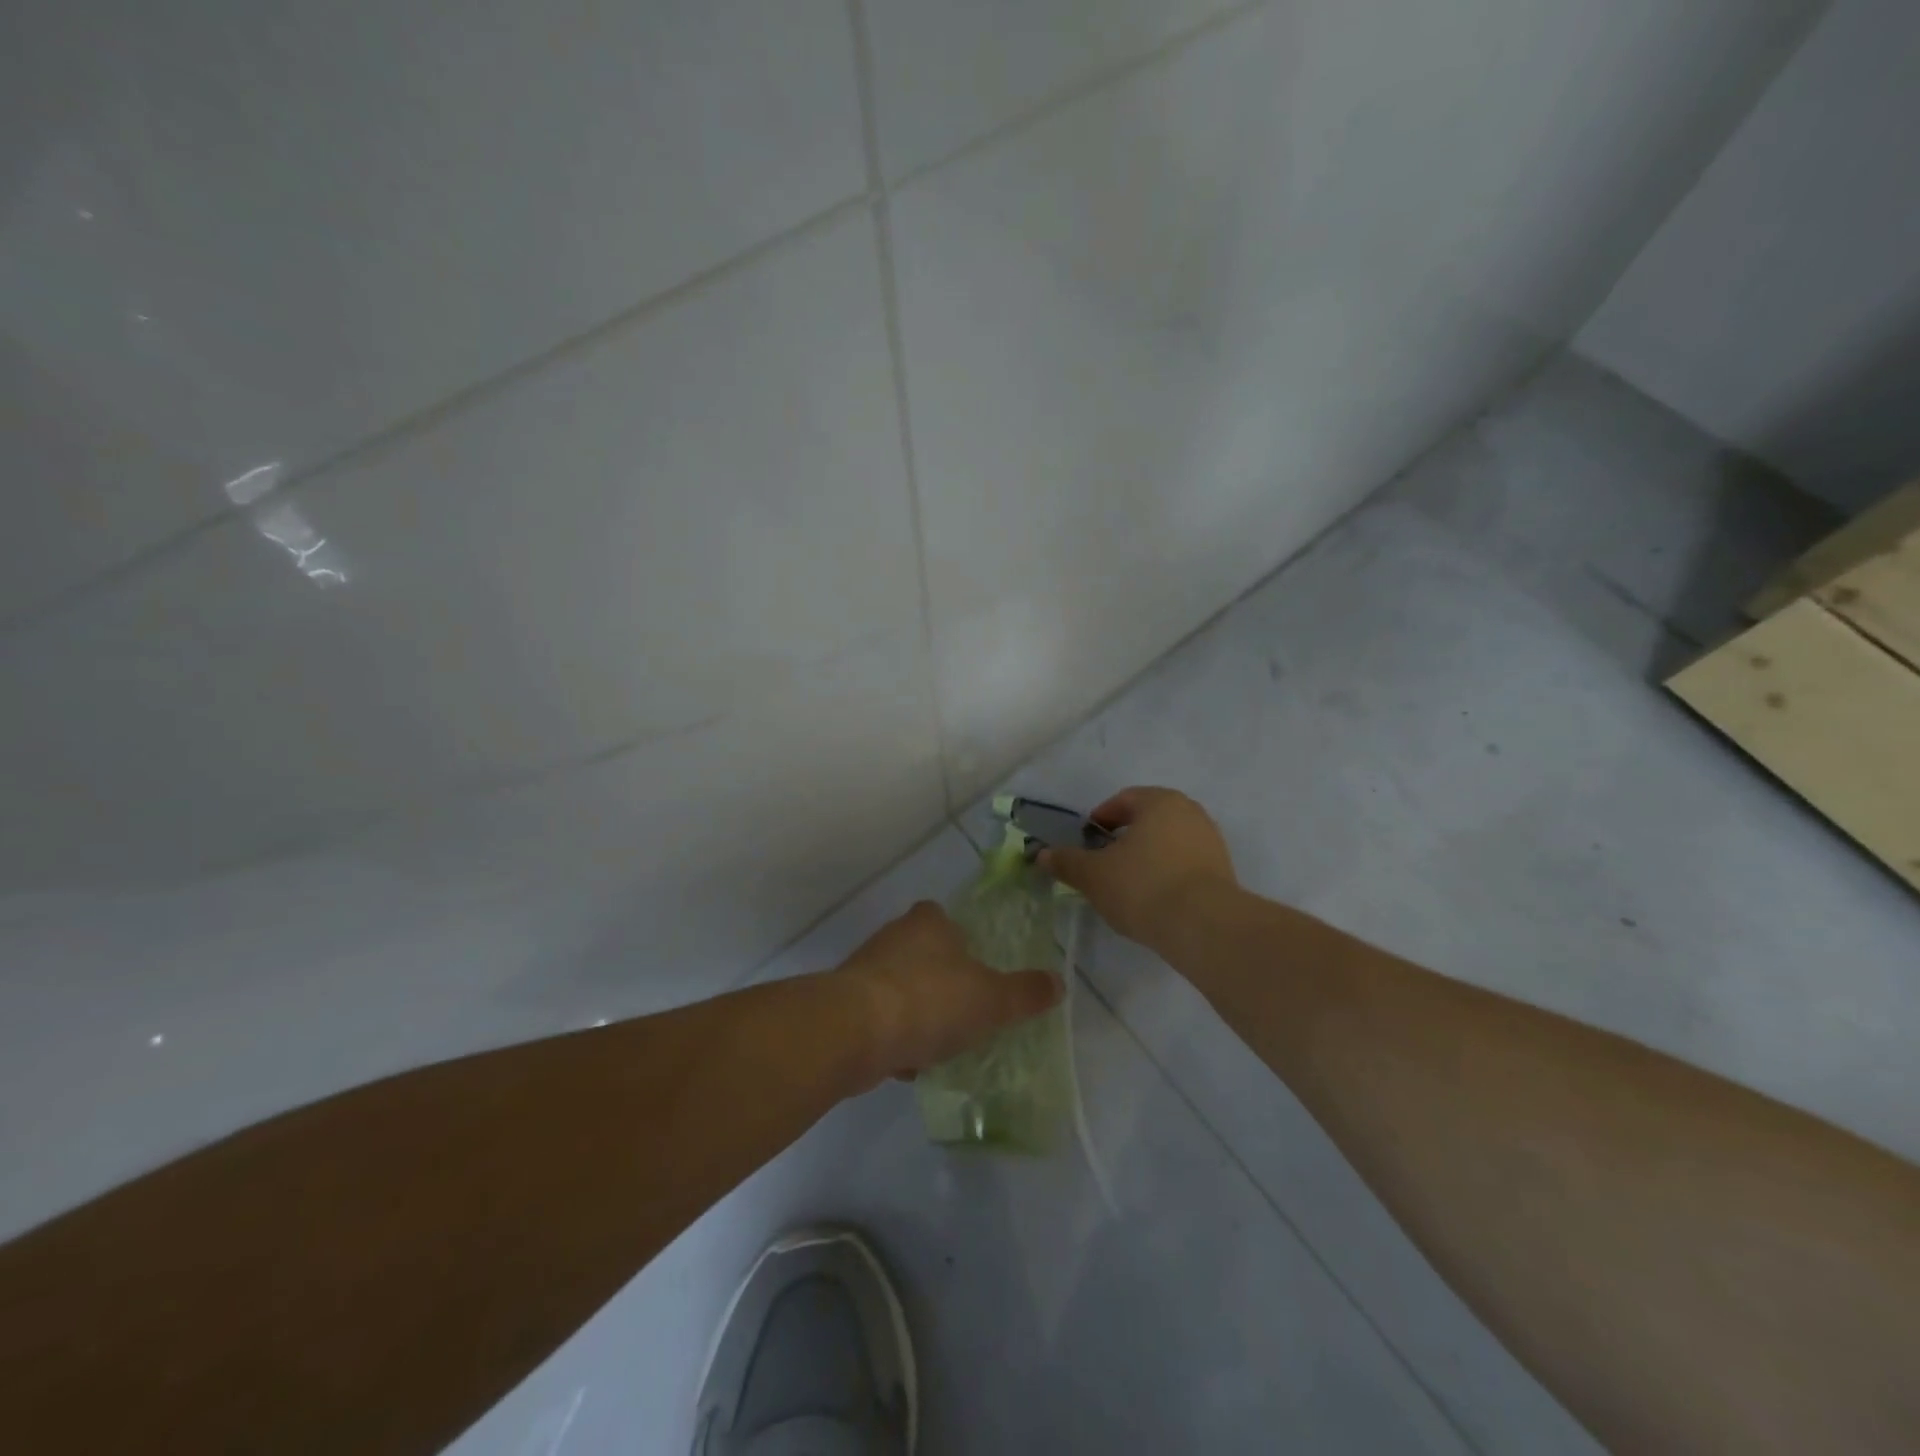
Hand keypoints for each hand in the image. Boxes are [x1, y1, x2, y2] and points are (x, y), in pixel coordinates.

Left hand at [832, 901, 1061, 1087]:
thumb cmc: (930, 1001)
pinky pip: (879, 1019)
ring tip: (939, 1045)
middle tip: (964, 1012)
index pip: (943, 918)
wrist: (855, 1031)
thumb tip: (1058, 982)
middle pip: (922, 954)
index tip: (974, 969)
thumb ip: (1025, 993)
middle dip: (940, 982)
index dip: (959, 940)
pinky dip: (894, 1038)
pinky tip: (908, 1064)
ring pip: (900, 989)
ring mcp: (865, 970)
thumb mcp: (991, 1000)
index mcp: (929, 923)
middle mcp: (894, 936)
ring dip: (917, 1014)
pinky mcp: (846, 1004)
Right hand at [1039, 786, 1236, 951]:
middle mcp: (1190, 812)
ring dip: (1147, 857)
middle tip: (1104, 862)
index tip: (1087, 842)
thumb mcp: (1093, 875)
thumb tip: (1042, 854)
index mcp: (1160, 801)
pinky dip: (1167, 874)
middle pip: (1149, 819)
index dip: (1100, 819)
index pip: (1123, 800)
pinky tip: (1155, 899)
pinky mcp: (1224, 871)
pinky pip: (1186, 864)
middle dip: (1125, 838)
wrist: (1204, 926)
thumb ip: (1067, 861)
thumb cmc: (1143, 886)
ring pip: (1168, 842)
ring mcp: (1211, 841)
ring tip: (1128, 885)